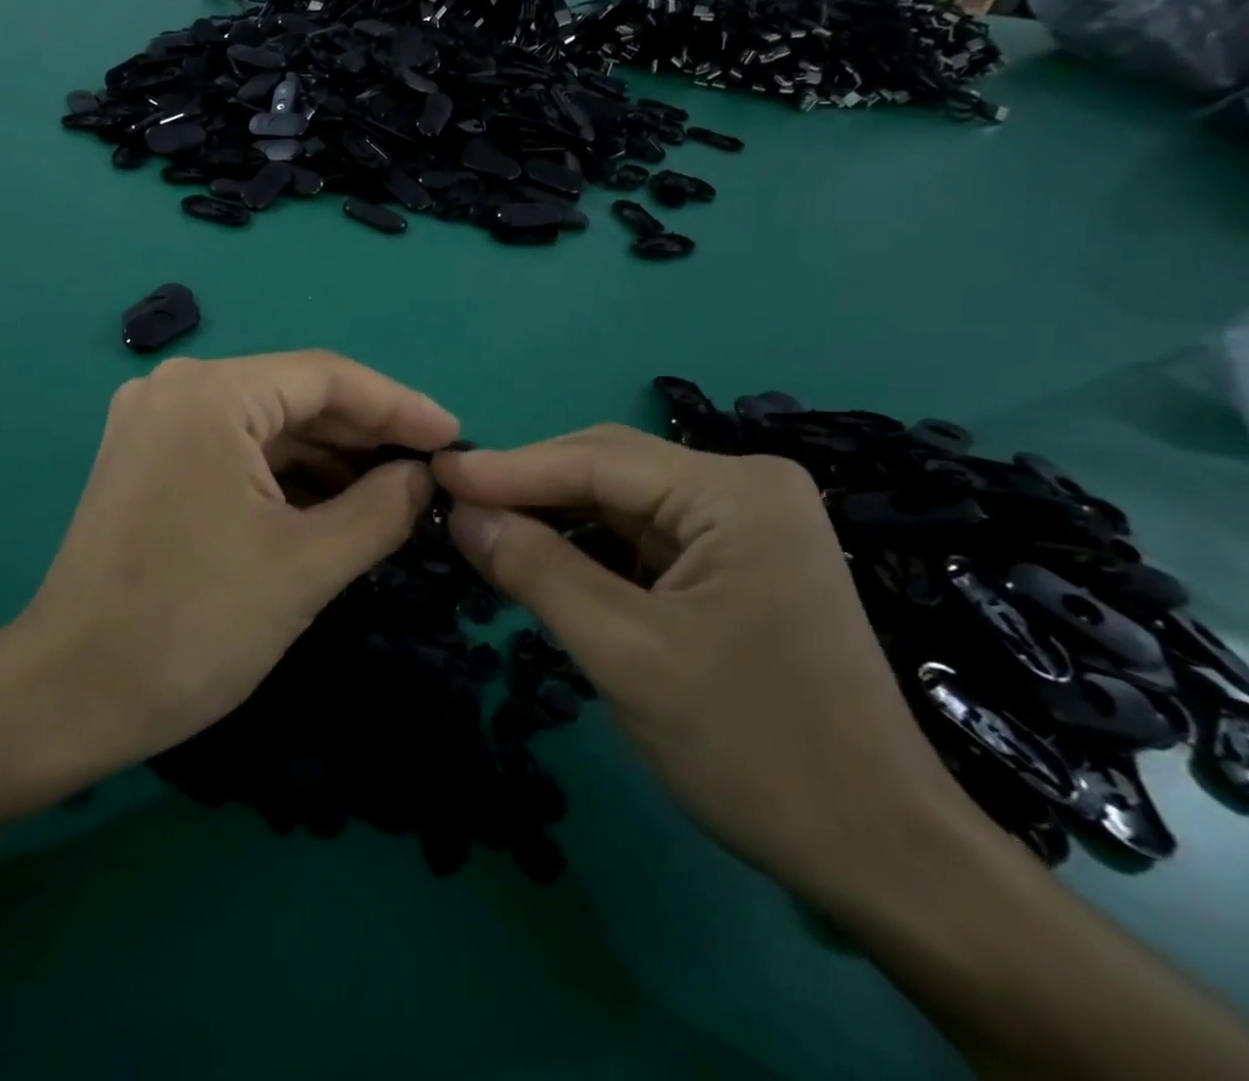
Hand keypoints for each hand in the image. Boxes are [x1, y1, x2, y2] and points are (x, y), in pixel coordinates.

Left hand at [2, 352, 458, 779]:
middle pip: (294, 396)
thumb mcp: (306, 566)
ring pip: (264, 426)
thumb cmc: (192, 626)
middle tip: (429, 472)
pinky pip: (233, 451)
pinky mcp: (147, 461)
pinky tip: (331, 506)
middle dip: (365, 435)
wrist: (69, 695)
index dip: (399, 406)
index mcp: (210, 394)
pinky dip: (285, 476)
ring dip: (328, 459)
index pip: (327, 377)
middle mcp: (175, 389)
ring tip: (391, 494)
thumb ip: (381, 509)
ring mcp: (154, 424)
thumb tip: (424, 476)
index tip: (454, 438)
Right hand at [434, 426, 977, 898]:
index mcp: (734, 492)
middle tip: (451, 505)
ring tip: (482, 532)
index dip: (507, 468)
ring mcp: (744, 525)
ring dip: (552, 518)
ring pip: (619, 503)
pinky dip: (584, 548)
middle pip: (608, 469)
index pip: (595, 461)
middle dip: (528, 488)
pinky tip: (539, 560)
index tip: (435, 474)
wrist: (879, 855)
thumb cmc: (754, 748)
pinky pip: (640, 537)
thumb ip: (536, 569)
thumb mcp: (624, 653)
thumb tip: (459, 513)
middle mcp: (744, 488)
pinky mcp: (734, 562)